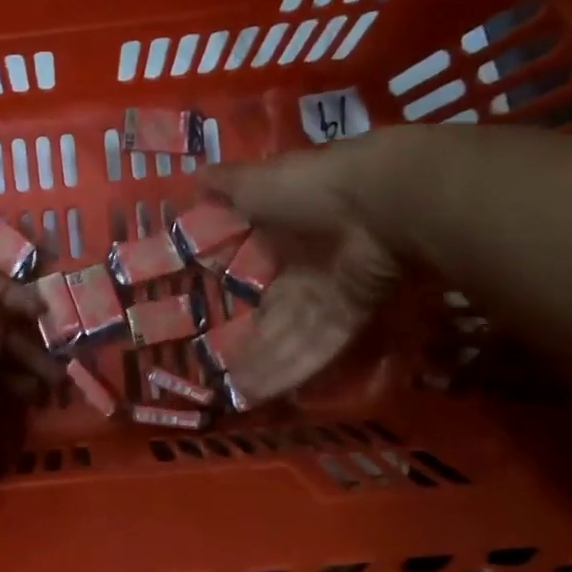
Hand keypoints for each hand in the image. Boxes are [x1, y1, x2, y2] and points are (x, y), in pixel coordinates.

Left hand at [0, 254, 61, 392]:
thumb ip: (6, 307)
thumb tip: (38, 311)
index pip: (9, 291)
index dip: (35, 312)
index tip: (58, 334)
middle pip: (2, 330)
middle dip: (32, 352)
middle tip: (59, 379)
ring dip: (17, 375)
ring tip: (44, 396)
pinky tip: (12, 402)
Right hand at [211, 141, 405, 401]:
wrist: (378, 199)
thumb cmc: (310, 186)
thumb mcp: (256, 183)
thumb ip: (226, 186)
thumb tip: (193, 177)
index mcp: (284, 234)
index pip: (256, 272)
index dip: (235, 296)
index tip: (210, 319)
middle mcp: (307, 268)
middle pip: (275, 315)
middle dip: (250, 344)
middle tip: (220, 372)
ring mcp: (329, 295)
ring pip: (291, 337)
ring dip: (264, 365)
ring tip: (234, 394)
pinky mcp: (350, 317)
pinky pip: (315, 347)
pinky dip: (288, 370)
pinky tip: (256, 393)